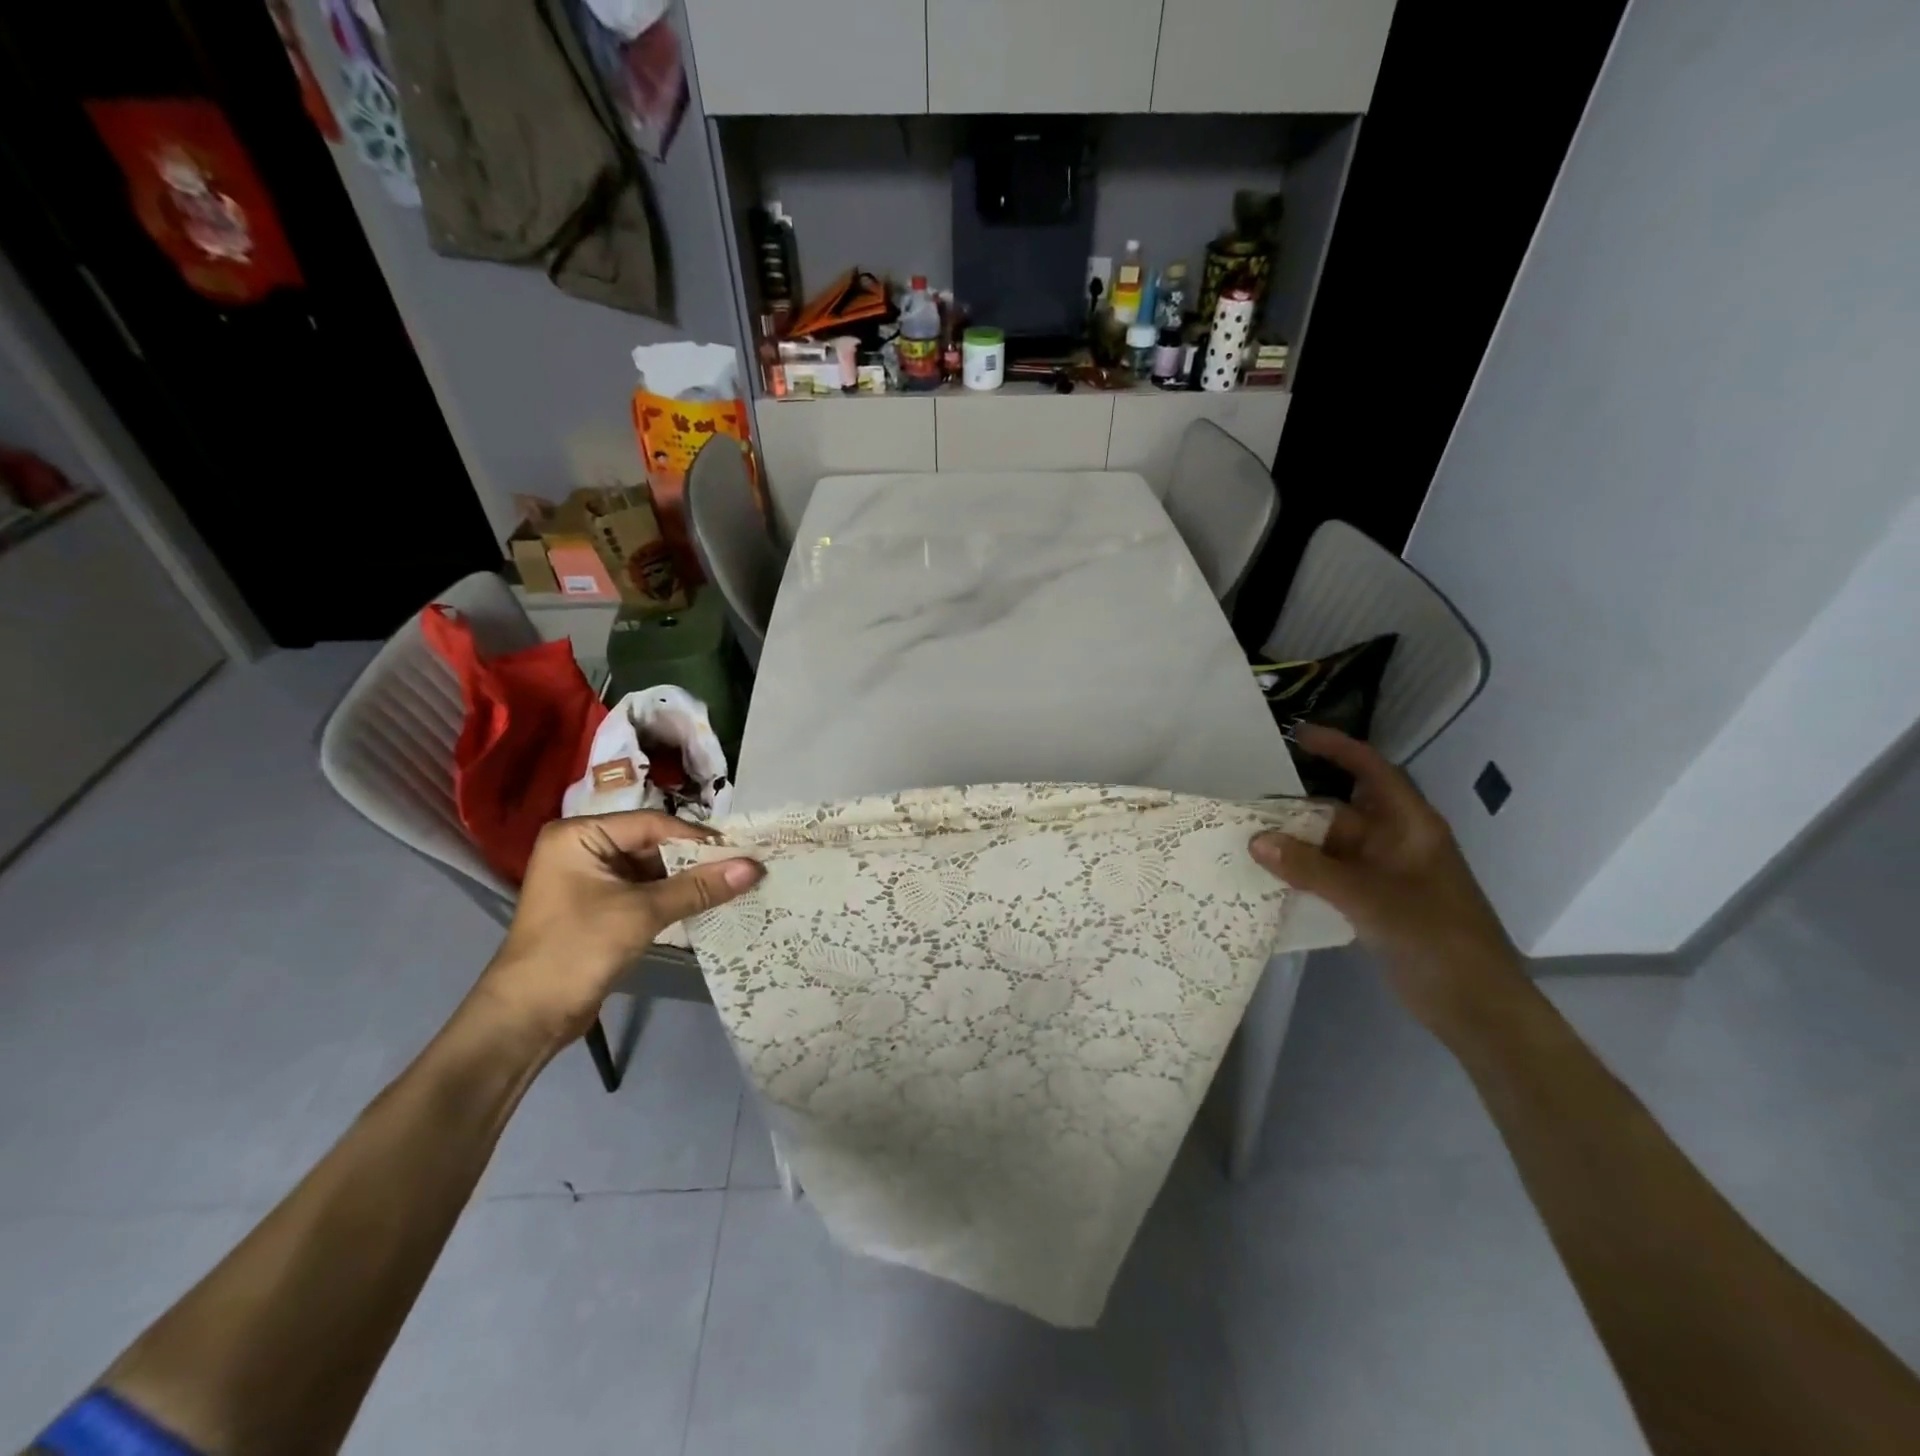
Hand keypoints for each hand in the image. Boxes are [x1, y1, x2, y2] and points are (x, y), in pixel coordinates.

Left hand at [476, 811, 762, 1048]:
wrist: (527, 1018)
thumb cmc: (578, 949)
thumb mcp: (642, 913)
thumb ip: (699, 887)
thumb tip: (754, 867)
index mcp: (580, 835)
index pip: (653, 824)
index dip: (698, 838)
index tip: (742, 850)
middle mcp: (582, 848)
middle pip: (653, 844)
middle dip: (696, 860)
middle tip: (743, 866)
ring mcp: (589, 879)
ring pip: (652, 869)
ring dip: (688, 880)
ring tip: (734, 884)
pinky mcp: (598, 907)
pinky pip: (644, 891)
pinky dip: (673, 897)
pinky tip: (708, 903)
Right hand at [1249, 724, 1525, 1033]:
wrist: (1476, 1006)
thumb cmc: (1435, 937)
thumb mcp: (1370, 898)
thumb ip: (1311, 869)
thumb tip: (1256, 840)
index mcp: (1410, 827)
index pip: (1372, 772)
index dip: (1339, 749)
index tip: (1298, 735)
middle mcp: (1395, 844)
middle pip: (1340, 813)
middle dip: (1297, 808)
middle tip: (1248, 807)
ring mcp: (1384, 876)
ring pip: (1331, 848)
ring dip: (1295, 846)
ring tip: (1247, 841)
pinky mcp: (1374, 904)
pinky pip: (1330, 877)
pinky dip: (1302, 875)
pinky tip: (1269, 880)